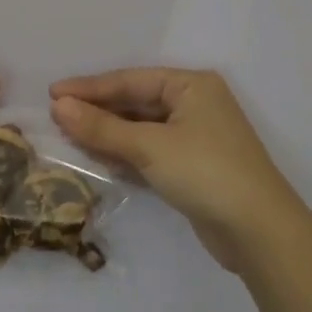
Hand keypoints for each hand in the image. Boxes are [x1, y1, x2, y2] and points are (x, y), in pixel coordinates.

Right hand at [50, 68, 311, 272]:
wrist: (259, 232)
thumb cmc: (206, 172)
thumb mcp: (150, 146)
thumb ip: (102, 127)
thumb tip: (58, 106)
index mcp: (191, 85)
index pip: (130, 80)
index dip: (89, 87)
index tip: (52, 93)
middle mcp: (194, 104)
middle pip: (135, 102)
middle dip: (97, 111)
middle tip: (56, 116)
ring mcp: (195, 136)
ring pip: (140, 128)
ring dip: (107, 133)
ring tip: (68, 136)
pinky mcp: (192, 166)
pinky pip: (149, 150)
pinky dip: (124, 153)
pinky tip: (97, 158)